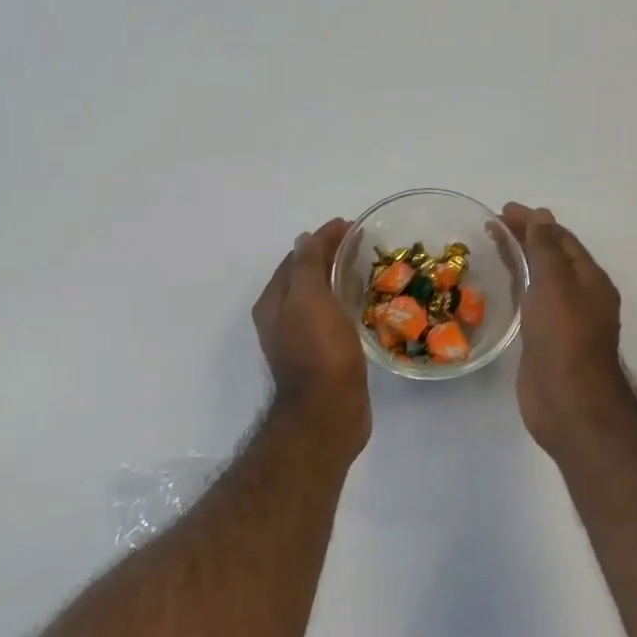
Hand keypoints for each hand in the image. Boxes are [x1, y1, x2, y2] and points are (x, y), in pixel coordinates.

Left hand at [253, 218, 370, 449]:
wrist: (329, 410)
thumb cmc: (318, 350)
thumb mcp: (308, 298)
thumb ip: (306, 265)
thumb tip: (304, 238)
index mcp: (273, 302)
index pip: (296, 258)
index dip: (321, 239)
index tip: (350, 225)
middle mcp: (281, 319)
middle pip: (305, 276)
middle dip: (328, 256)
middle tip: (360, 242)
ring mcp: (300, 339)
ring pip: (318, 297)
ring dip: (336, 278)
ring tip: (364, 266)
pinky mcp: (322, 355)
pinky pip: (331, 317)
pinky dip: (343, 301)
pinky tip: (361, 302)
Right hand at [501, 204, 636, 454]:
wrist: (567, 402)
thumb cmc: (564, 338)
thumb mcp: (555, 284)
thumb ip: (546, 249)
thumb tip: (542, 216)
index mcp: (590, 281)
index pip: (562, 240)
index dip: (535, 222)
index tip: (504, 210)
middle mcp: (580, 297)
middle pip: (552, 257)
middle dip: (526, 237)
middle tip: (493, 223)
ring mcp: (563, 321)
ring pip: (540, 280)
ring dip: (520, 259)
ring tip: (492, 244)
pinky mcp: (545, 341)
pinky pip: (530, 303)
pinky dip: (516, 286)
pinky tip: (498, 284)